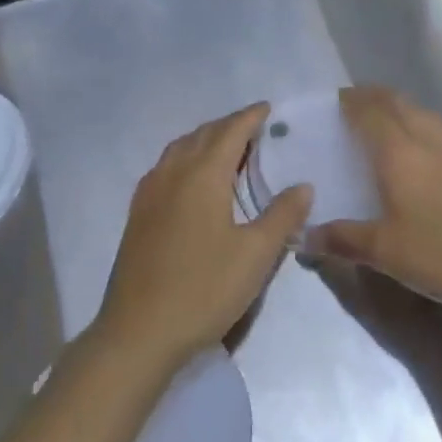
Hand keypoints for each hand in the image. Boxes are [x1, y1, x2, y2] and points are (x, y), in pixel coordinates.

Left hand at [95, 104, 311, 374]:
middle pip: (204, 134)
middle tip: (254, 130)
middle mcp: (174, 171)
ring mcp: (151, 191)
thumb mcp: (255, 256)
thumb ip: (282, 216)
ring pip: (181, 148)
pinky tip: (192, 181)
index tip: (268, 108)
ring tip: (227, 151)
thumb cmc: (203, 289)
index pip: (231, 130)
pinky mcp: (138, 212)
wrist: (138, 333)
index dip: (251, 117)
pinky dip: (186, 158)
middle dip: (230, 126)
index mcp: (203, 174)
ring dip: (206, 140)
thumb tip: (303, 185)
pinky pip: (166, 167)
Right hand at [306, 86, 441, 321]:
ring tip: (384, 125)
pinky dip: (420, 125)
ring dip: (398, 108)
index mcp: (398, 150)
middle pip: (395, 101)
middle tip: (353, 107)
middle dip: (372, 97)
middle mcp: (427, 136)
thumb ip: (343, 240)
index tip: (333, 101)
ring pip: (420, 112)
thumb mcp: (387, 252)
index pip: (368, 110)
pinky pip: (439, 128)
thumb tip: (305, 236)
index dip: (349, 101)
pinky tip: (422, 153)